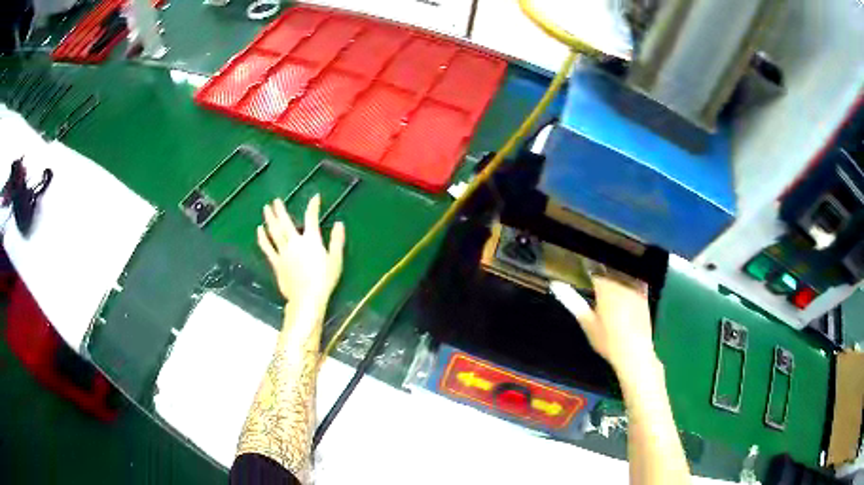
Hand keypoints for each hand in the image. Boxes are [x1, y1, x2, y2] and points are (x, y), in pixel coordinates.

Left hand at [257, 195, 345, 311]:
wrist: (307, 298)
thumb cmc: (324, 280)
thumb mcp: (336, 260)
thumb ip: (336, 240)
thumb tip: (340, 223)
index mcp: (311, 240)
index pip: (312, 218)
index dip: (313, 206)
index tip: (315, 197)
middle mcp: (295, 242)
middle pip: (286, 222)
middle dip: (281, 210)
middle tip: (275, 200)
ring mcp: (283, 252)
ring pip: (274, 232)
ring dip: (270, 219)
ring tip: (266, 208)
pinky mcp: (276, 263)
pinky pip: (267, 248)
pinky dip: (262, 238)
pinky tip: (259, 230)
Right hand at [550, 275, 655, 375]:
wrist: (633, 353)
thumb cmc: (607, 340)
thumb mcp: (587, 322)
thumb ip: (572, 301)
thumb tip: (555, 284)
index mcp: (605, 288)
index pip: (594, 271)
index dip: (587, 271)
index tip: (582, 272)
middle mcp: (621, 284)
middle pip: (609, 272)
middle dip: (601, 275)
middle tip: (594, 283)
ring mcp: (635, 289)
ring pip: (622, 276)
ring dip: (614, 278)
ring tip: (608, 287)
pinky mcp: (644, 296)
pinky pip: (635, 281)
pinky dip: (628, 282)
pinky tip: (624, 290)